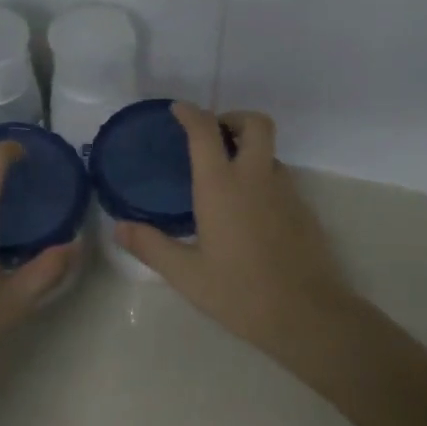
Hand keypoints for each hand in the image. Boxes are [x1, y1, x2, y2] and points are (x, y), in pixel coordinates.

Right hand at [115, 105, 351, 355]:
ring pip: (269, 152)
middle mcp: (256, 178)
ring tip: (225, 180)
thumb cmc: (240, 292)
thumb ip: (152, 246)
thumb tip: (119, 228)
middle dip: (233, 119)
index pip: (205, 132)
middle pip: (255, 123)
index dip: (191, 114)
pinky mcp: (303, 211)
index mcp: (222, 187)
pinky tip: (248, 213)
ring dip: (248, 151)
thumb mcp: (187, 275)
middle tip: (213, 137)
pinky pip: (280, 179)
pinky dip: (261, 178)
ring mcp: (286, 192)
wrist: (307, 315)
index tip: (179, 111)